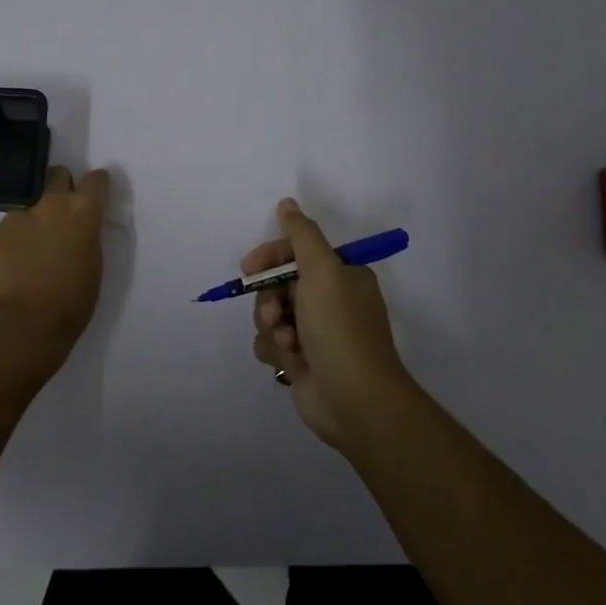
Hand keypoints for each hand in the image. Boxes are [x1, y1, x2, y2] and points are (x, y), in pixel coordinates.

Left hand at [0, 165, 111, 380]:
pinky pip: (12, 223)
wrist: (26, 322)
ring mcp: (21, 214)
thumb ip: (87, 235)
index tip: (95, 196)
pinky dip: (17, 235)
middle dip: (62, 186)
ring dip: (37, 214)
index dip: (97, 186)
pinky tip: (17, 259)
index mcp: (83, 211)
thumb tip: (78, 229)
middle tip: (62, 212)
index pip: (96, 179)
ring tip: (35, 244)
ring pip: (31, 200)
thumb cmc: (73, 300)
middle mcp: (52, 203)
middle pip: (58, 174)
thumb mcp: (94, 263)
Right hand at [249, 198, 414, 448]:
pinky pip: (271, 343)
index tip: (250, 267)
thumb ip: (301, 235)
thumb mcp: (323, 271)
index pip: (297, 253)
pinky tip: (290, 361)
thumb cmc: (340, 329)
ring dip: (271, 327)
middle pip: (278, 285)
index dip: (271, 258)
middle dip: (269, 299)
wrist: (355, 401)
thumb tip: (287, 203)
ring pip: (270, 315)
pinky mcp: (301, 361)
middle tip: (275, 313)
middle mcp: (329, 301)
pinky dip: (275, 350)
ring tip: (288, 343)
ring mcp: (315, 333)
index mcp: (342, 276)